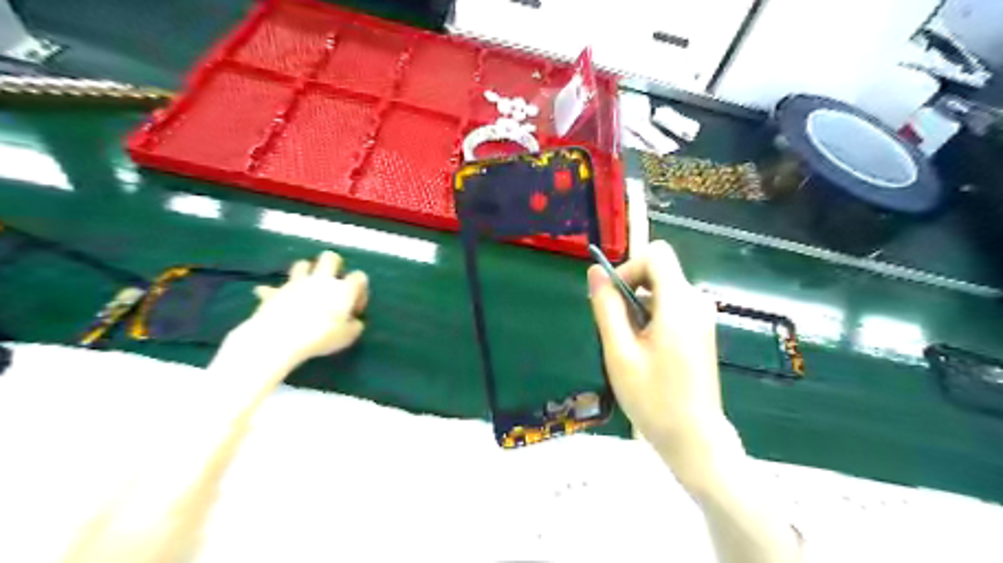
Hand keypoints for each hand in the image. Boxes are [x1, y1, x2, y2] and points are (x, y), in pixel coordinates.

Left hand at [232, 250, 368, 368]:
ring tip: (306, 288)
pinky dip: (275, 292)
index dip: (360, 290)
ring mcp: (296, 283)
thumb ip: (354, 326)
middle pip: (330, 257)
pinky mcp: (274, 292)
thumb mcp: (348, 337)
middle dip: (333, 265)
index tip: (354, 308)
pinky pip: (273, 287)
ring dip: (305, 272)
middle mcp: (321, 280)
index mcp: (343, 289)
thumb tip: (354, 321)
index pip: (359, 277)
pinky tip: (274, 299)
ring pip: (302, 264)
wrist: (281, 339)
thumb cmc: (322, 337)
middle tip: (333, 283)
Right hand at [589, 239, 741, 490]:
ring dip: (637, 309)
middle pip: (658, 271)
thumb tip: (595, 272)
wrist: (694, 439)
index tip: (612, 298)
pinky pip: (670, 307)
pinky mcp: (700, 330)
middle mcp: (696, 302)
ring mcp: (701, 317)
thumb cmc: (653, 399)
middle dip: (630, 290)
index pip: (656, 254)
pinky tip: (644, 353)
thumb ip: (607, 307)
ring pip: (661, 291)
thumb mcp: (619, 352)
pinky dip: (650, 319)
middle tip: (615, 330)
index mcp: (679, 303)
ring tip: (629, 349)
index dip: (629, 267)